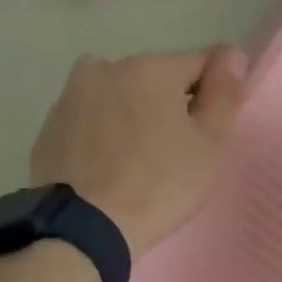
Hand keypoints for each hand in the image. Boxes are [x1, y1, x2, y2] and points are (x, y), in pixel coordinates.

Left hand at [29, 46, 248, 255]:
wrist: (83, 229)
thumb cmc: (159, 186)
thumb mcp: (209, 145)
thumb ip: (225, 93)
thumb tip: (233, 53)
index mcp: (151, 68)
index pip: (200, 63)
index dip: (213, 95)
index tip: (210, 131)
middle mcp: (106, 67)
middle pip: (155, 79)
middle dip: (168, 106)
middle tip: (174, 155)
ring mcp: (70, 96)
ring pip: (119, 98)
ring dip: (133, 118)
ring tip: (136, 164)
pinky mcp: (49, 127)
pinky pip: (90, 122)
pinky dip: (102, 137)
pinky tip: (107, 171)